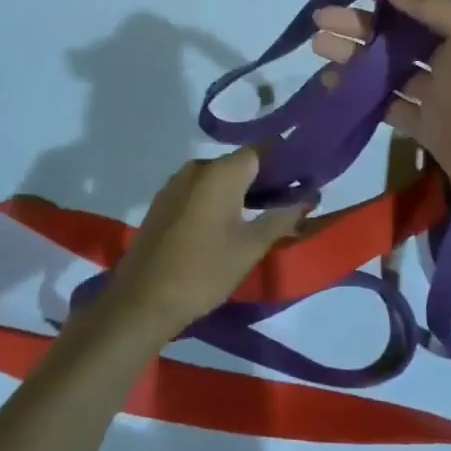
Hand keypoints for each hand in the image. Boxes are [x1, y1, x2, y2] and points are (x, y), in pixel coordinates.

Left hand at [97, 149, 314, 341]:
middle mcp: (196, 168)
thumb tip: (309, 198)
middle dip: (263, 178)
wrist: (141, 300)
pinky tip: (225, 225)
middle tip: (287, 201)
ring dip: (238, 191)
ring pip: (216, 178)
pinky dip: (216, 200)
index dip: (283, 160)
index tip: (302, 176)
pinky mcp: (162, 203)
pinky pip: (197, 191)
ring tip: (260, 215)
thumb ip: (282, 218)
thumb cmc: (204, 271)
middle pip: (238, 163)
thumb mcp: (250, 247)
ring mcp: (174, 185)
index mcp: (220, 172)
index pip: (260, 150)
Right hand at [312, 0, 450, 244]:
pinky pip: (388, 108)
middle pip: (395, 41)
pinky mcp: (426, 131)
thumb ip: (441, 14)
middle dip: (359, 30)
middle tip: (319, 24)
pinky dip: (362, 98)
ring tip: (319, 50)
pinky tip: (335, 89)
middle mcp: (447, 62)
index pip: (416, 13)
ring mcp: (435, 98)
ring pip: (386, 73)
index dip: (384, 5)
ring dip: (355, 61)